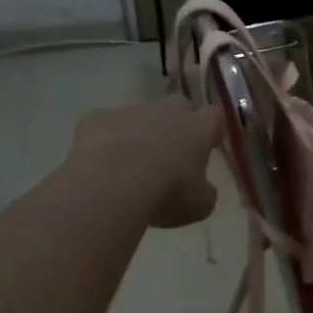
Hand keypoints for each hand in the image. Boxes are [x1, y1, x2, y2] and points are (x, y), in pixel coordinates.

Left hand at [69, 95, 224, 228]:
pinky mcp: (97, 118)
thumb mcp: (199, 206)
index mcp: (198, 129)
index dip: (211, 129)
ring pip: (140, 116)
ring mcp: (130, 111)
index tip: (207, 145)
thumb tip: (203, 190)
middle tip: (171, 152)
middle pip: (179, 106)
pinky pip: (106, 126)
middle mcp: (167, 111)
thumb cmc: (166, 193)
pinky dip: (106, 140)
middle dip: (177, 124)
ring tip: (130, 165)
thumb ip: (205, 193)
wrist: (111, 184)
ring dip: (140, 133)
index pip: (214, 117)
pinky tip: (101, 165)